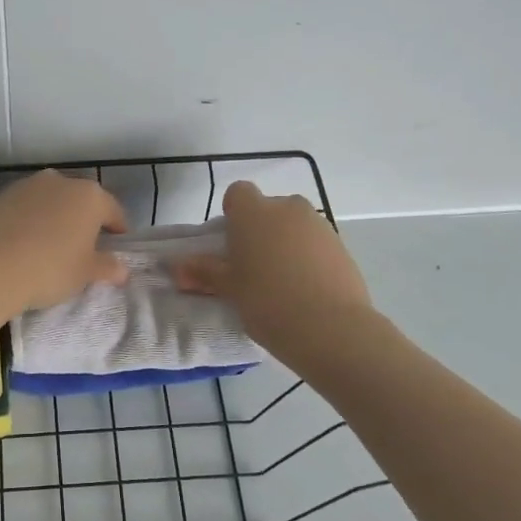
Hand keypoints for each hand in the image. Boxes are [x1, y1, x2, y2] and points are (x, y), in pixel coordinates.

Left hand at [0, 170, 128, 312]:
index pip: (112, 210)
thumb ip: (107, 267)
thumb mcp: (85, 274)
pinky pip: (19, 210)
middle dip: (82, 219)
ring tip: (47, 245)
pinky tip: (18, 245)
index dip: (117, 228)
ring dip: (51, 217)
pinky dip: (23, 222)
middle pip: (78, 200)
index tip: (116, 244)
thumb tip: (121, 269)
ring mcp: (23, 187)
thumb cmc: (49, 269)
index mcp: (88, 196)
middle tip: (81, 246)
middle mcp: (57, 182)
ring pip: (46, 201)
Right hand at [173, 181, 376, 367]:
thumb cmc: (266, 300)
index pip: (238, 193)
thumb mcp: (228, 288)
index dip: (232, 214)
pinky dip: (309, 259)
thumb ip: (203, 273)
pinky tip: (305, 291)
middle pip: (269, 209)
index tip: (230, 244)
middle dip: (261, 230)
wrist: (330, 327)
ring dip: (286, 244)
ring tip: (281, 284)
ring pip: (295, 227)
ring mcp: (320, 226)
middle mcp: (288, 208)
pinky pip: (316, 245)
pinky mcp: (343, 247)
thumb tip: (176, 268)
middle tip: (252, 266)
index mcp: (254, 212)